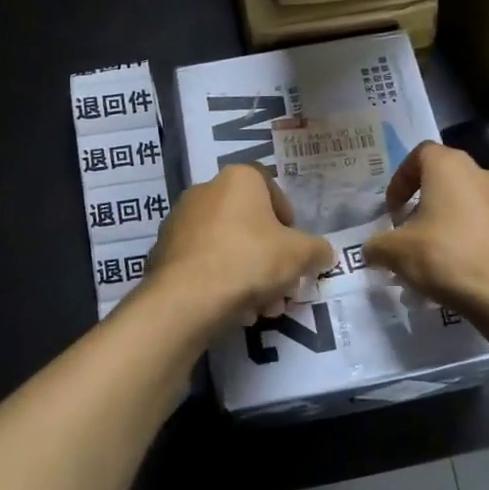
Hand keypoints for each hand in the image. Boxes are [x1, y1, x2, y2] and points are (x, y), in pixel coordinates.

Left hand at [145, 165, 334, 327]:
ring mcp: (180, 221)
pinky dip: (221, 282)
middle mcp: (205, 191)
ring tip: (262, 308)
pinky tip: (235, 310)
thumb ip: (317, 250)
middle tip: (283, 287)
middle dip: (270, 258)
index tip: (294, 248)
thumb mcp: (300, 255)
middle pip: (249, 224)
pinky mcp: (164, 251)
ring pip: (227, 247)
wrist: (188, 297)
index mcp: (238, 179)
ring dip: (249, 276)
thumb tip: (324, 253)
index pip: (271, 189)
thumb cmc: (250, 260)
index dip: (288, 220)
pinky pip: (204, 263)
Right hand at [364, 142, 488, 317]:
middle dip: (425, 205)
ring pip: (470, 204)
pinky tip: (464, 270)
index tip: (393, 211)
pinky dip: (474, 240)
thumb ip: (377, 245)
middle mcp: (483, 173)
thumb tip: (372, 250)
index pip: (419, 155)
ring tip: (437, 258)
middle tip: (411, 235)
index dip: (401, 180)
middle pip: (446, 180)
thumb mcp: (396, 252)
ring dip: (450, 223)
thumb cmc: (447, 257)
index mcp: (451, 167)